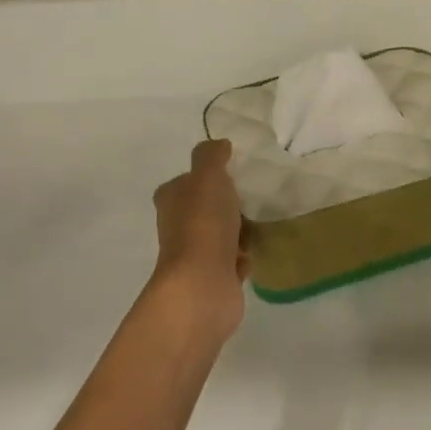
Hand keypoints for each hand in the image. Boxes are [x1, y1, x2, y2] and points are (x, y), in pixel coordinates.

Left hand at [150, 139, 248, 333]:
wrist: (203, 284)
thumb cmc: (204, 223)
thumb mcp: (208, 176)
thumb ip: (212, 156)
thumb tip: (220, 145)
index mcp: (171, 199)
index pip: (187, 181)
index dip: (208, 177)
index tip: (233, 174)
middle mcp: (177, 226)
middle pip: (206, 208)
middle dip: (228, 205)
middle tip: (252, 199)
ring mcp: (194, 255)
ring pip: (221, 235)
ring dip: (239, 232)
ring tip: (259, 224)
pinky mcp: (212, 278)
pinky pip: (232, 261)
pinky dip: (243, 257)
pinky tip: (254, 252)